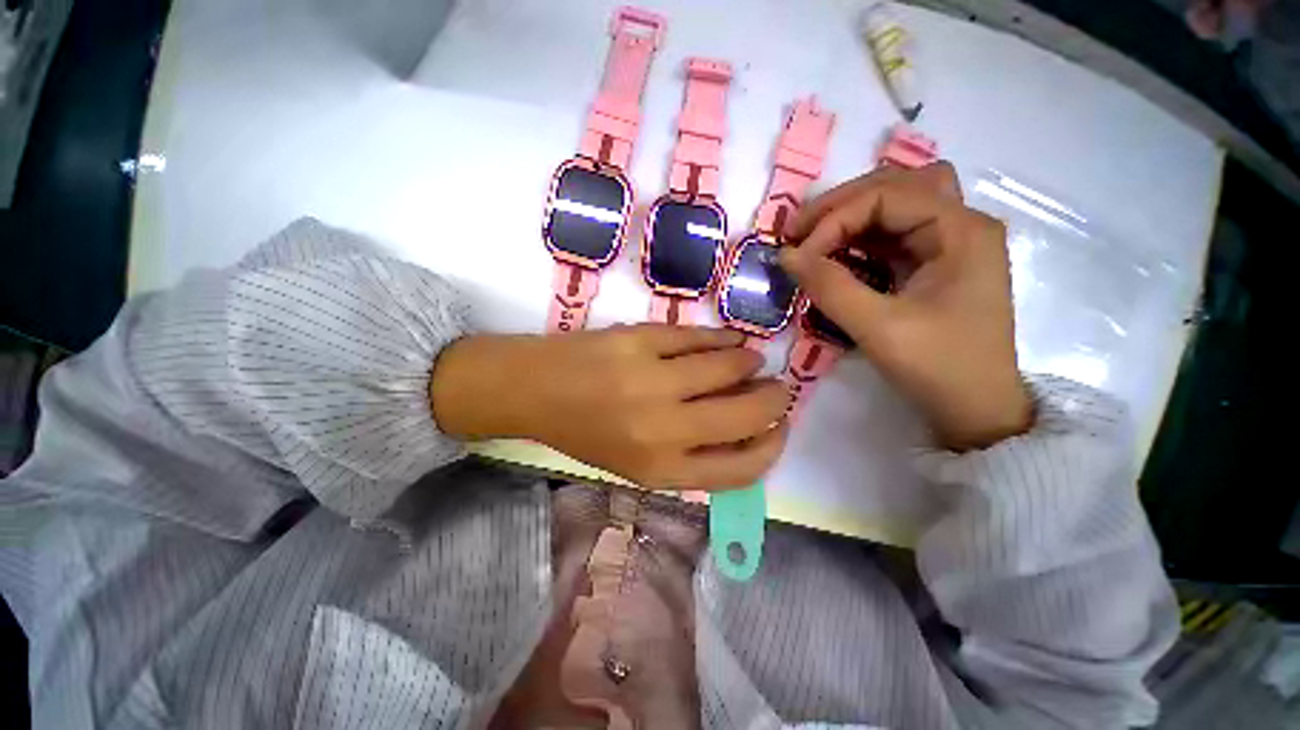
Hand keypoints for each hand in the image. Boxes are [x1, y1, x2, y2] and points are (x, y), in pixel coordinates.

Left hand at [430, 325, 789, 488]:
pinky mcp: (640, 339)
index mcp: (660, 469)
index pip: (742, 467)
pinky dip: (722, 339)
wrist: (536, 391)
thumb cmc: (588, 433)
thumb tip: (746, 430)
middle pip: (746, 415)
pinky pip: (698, 337)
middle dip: (774, 400)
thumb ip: (692, 455)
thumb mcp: (638, 464)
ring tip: (751, 361)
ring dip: (749, 363)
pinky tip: (728, 341)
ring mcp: (651, 378)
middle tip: (777, 388)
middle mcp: (662, 428)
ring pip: (729, 366)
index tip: (780, 426)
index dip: (772, 446)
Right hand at [781, 164, 1031, 450]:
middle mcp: (961, 224)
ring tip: (814, 238)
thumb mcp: (878, 327)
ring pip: (896, 204)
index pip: (886, 196)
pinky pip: (894, 233)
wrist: (977, 410)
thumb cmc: (937, 368)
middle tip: (798, 232)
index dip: (834, 220)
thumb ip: (829, 287)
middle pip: (895, 186)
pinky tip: (838, 253)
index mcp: (961, 230)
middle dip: (841, 205)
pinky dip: (861, 237)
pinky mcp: (937, 263)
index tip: (798, 256)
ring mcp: (951, 243)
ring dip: (852, 215)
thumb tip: (786, 255)